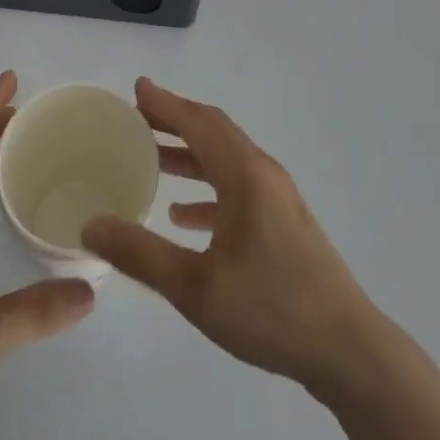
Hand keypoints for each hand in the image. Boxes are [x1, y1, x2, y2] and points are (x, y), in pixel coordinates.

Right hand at [81, 78, 376, 393]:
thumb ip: (141, 254)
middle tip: (138, 119)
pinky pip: (239, 188)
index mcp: (244, 175)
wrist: (348, 351)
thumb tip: (92, 226)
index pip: (198, 123)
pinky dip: (209, 189)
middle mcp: (263, 174)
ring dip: (191, 155)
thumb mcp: (195, 288)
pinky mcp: (285, 223)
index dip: (166, 104)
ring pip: (226, 160)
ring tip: (154, 160)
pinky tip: (184, 217)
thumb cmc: (271, 310)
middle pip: (214, 132)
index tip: (137, 89)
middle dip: (176, 122)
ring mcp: (278, 198)